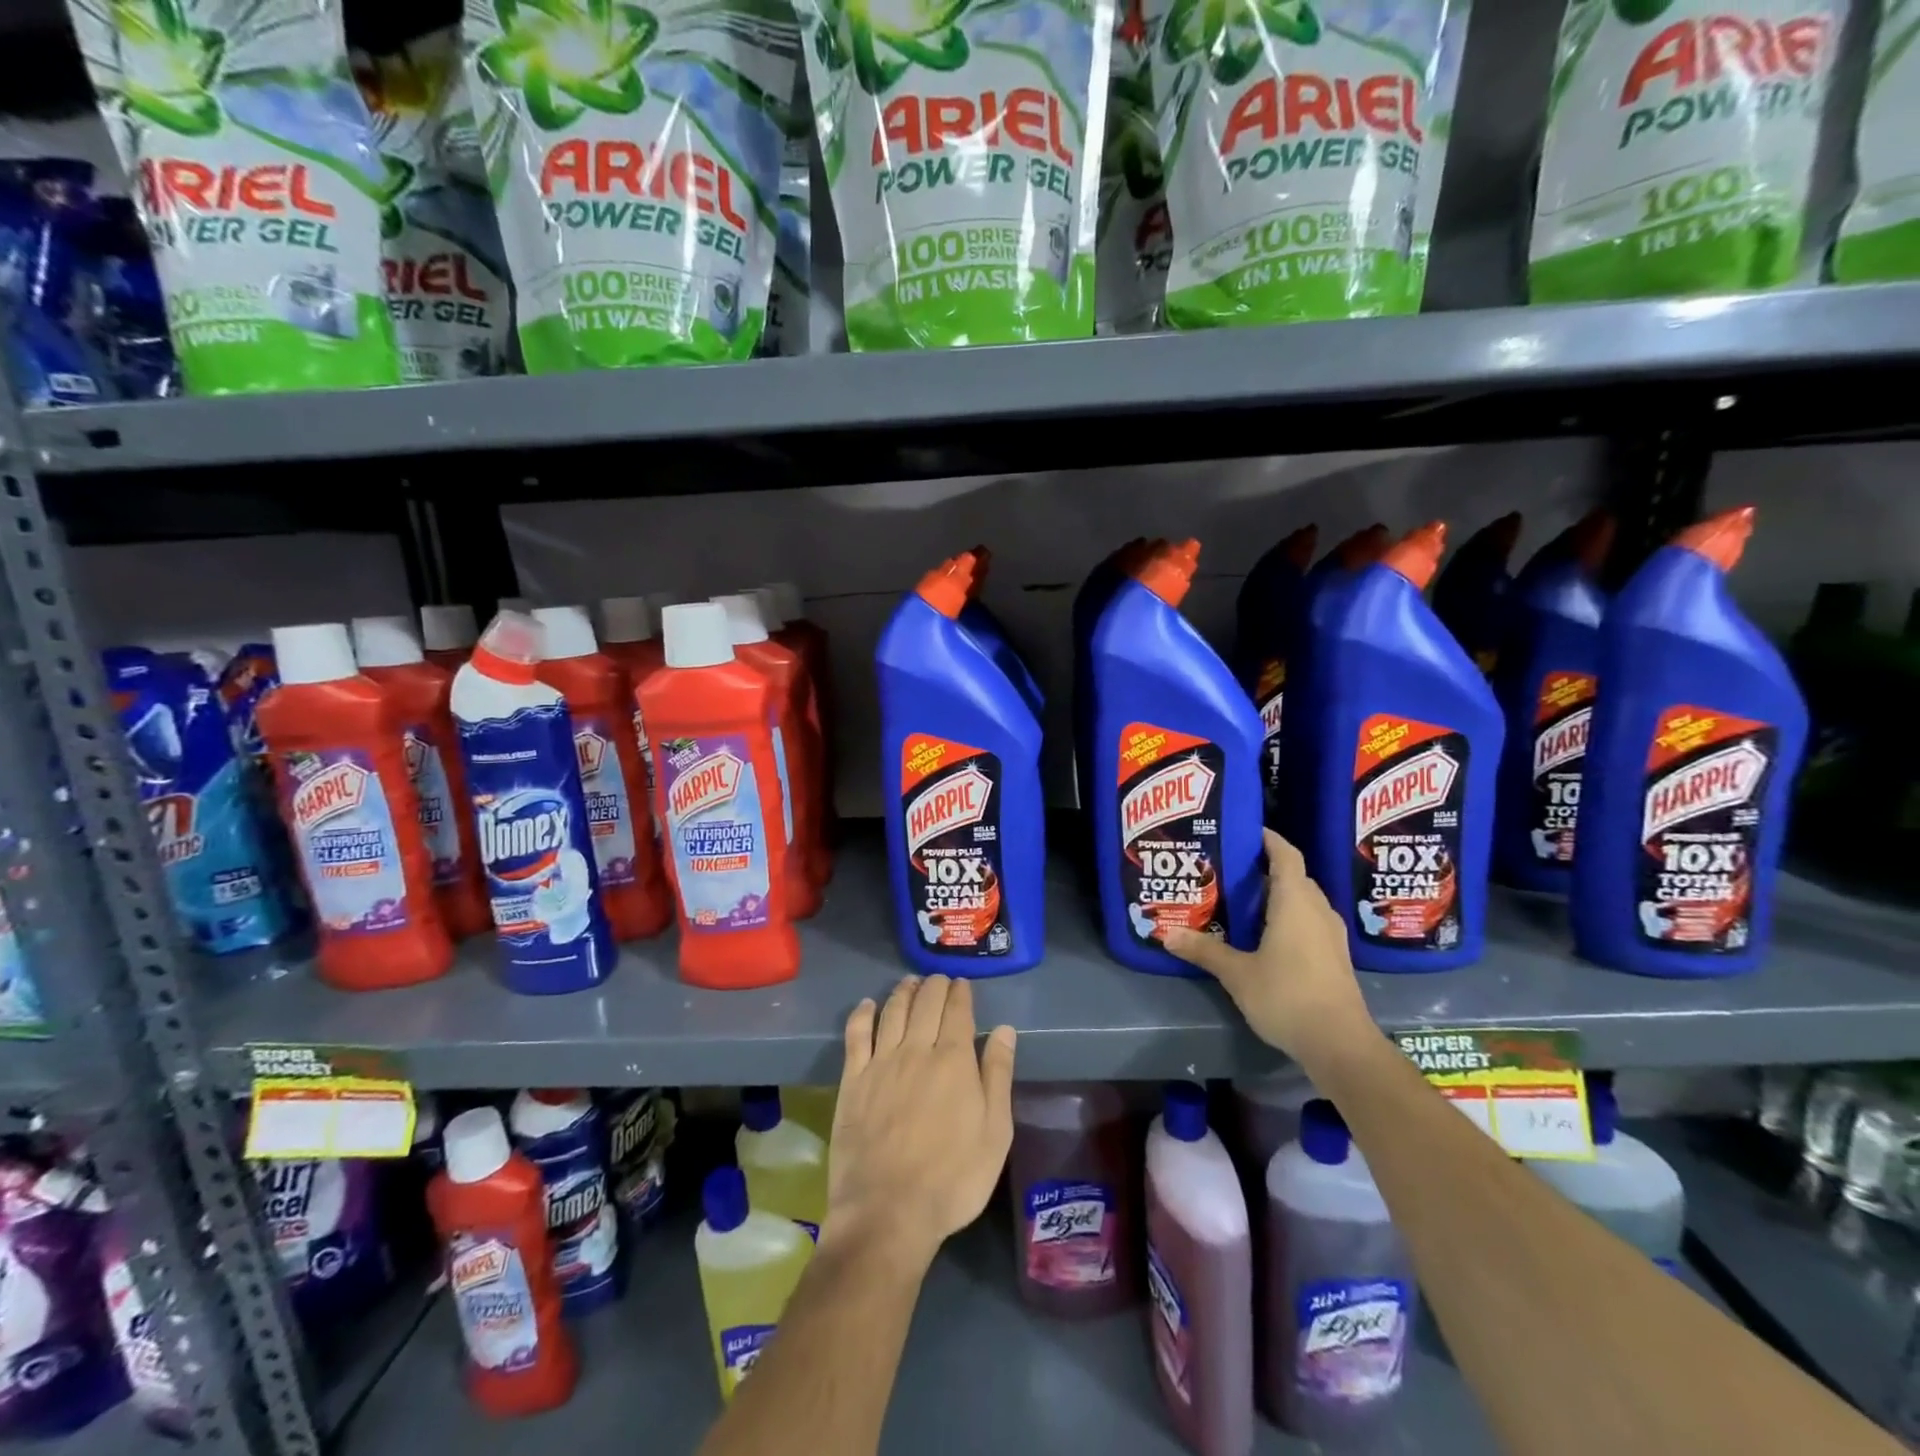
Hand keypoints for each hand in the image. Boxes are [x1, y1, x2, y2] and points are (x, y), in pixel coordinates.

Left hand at [825, 976, 1015, 1270]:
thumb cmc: (953, 1178)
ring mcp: (881, 1063)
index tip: (962, 984)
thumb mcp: (995, 1133)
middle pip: (925, 1003)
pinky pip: (856, 1035)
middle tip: (939, 980)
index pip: (958, 1011)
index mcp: (954, 1060)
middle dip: (934, 985)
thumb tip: (1005, 1030)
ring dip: (903, 991)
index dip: (961, 993)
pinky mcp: (852, 1080)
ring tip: (910, 982)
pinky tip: (867, 1005)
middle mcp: (916, 1050)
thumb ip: (998, 1076)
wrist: (889, 1212)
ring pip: (892, 1011)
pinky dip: (863, 1014)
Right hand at [1164, 830, 1373, 1070]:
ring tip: (1244, 898)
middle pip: (1295, 876)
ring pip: (1304, 900)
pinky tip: (1266, 933)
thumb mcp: (1237, 974)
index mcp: (1295, 902)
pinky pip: (1310, 921)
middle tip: (1231, 868)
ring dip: (1279, 894)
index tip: (1246, 830)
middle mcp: (1317, 910)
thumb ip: (1204, 950)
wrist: (1340, 1045)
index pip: (1286, 855)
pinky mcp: (1334, 957)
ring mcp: (1330, 935)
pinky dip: (1289, 916)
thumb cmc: (1287, 996)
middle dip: (1266, 868)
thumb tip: (1166, 934)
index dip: (1269, 839)